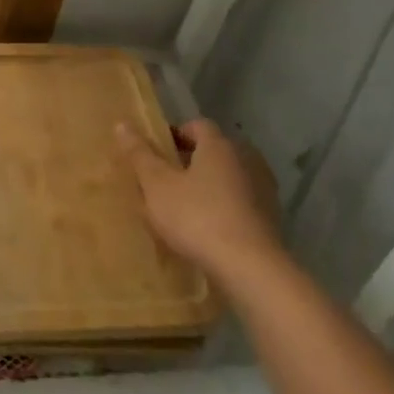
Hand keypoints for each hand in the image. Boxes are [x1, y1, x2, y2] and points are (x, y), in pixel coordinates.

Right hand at [115, 119, 286, 288]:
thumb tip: (122, 124)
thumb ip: (140, 154)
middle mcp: (246, 160)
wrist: (250, 268)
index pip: (197, 125)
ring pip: (227, 179)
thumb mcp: (157, 185)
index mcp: (219, 146)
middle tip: (164, 181)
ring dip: (208, 187)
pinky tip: (206, 230)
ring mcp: (263, 190)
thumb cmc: (197, 217)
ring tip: (183, 208)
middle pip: (213, 152)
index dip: (175, 134)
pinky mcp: (270, 219)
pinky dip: (223, 209)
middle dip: (189, 162)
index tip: (157, 153)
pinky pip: (240, 203)